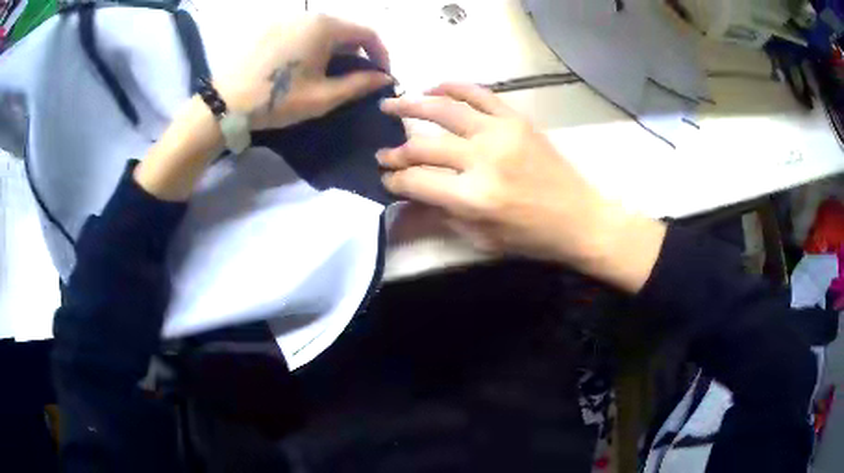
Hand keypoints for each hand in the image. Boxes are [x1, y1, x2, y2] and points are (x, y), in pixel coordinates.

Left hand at [217, 14, 392, 129]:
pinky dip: (313, 45)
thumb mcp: (323, 97)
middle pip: (345, 28)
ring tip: (331, 72)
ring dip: (335, 48)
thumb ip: (359, 84)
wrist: (224, 103)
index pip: (367, 33)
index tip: (382, 75)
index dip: (380, 54)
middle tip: (357, 76)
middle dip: (357, 51)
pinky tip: (305, 65)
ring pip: (323, 29)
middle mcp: (307, 15)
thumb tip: (384, 78)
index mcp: (325, 26)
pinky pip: (302, 31)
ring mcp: (285, 19)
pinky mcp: (269, 27)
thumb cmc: (276, 100)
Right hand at [378, 83, 665, 291]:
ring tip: (390, 103)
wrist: (580, 217)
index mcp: (473, 198)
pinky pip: (478, 93)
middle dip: (395, 151)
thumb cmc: (532, 237)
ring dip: (411, 104)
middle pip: (424, 146)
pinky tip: (433, 88)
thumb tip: (409, 197)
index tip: (385, 177)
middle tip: (381, 151)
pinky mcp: (516, 119)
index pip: (417, 181)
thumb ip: (442, 215)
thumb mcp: (482, 238)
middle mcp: (483, 160)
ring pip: (444, 109)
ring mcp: (500, 133)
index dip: (394, 180)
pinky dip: (452, 87)